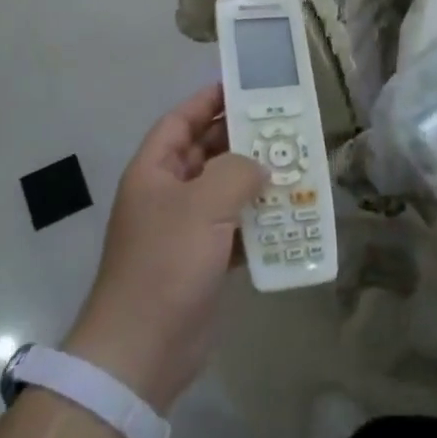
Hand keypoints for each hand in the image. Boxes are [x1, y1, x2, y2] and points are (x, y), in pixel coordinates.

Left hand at [65, 84, 265, 412]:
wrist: (143, 350)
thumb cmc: (166, 263)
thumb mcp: (203, 205)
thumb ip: (236, 172)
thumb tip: (259, 166)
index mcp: (154, 171)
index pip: (180, 121)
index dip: (207, 101)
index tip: (242, 87)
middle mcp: (167, 194)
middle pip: (206, 153)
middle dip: (241, 139)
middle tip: (283, 126)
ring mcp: (184, 229)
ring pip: (223, 191)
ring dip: (254, 180)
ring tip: (293, 165)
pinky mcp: (201, 261)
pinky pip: (234, 228)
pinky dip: (257, 221)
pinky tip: (288, 215)